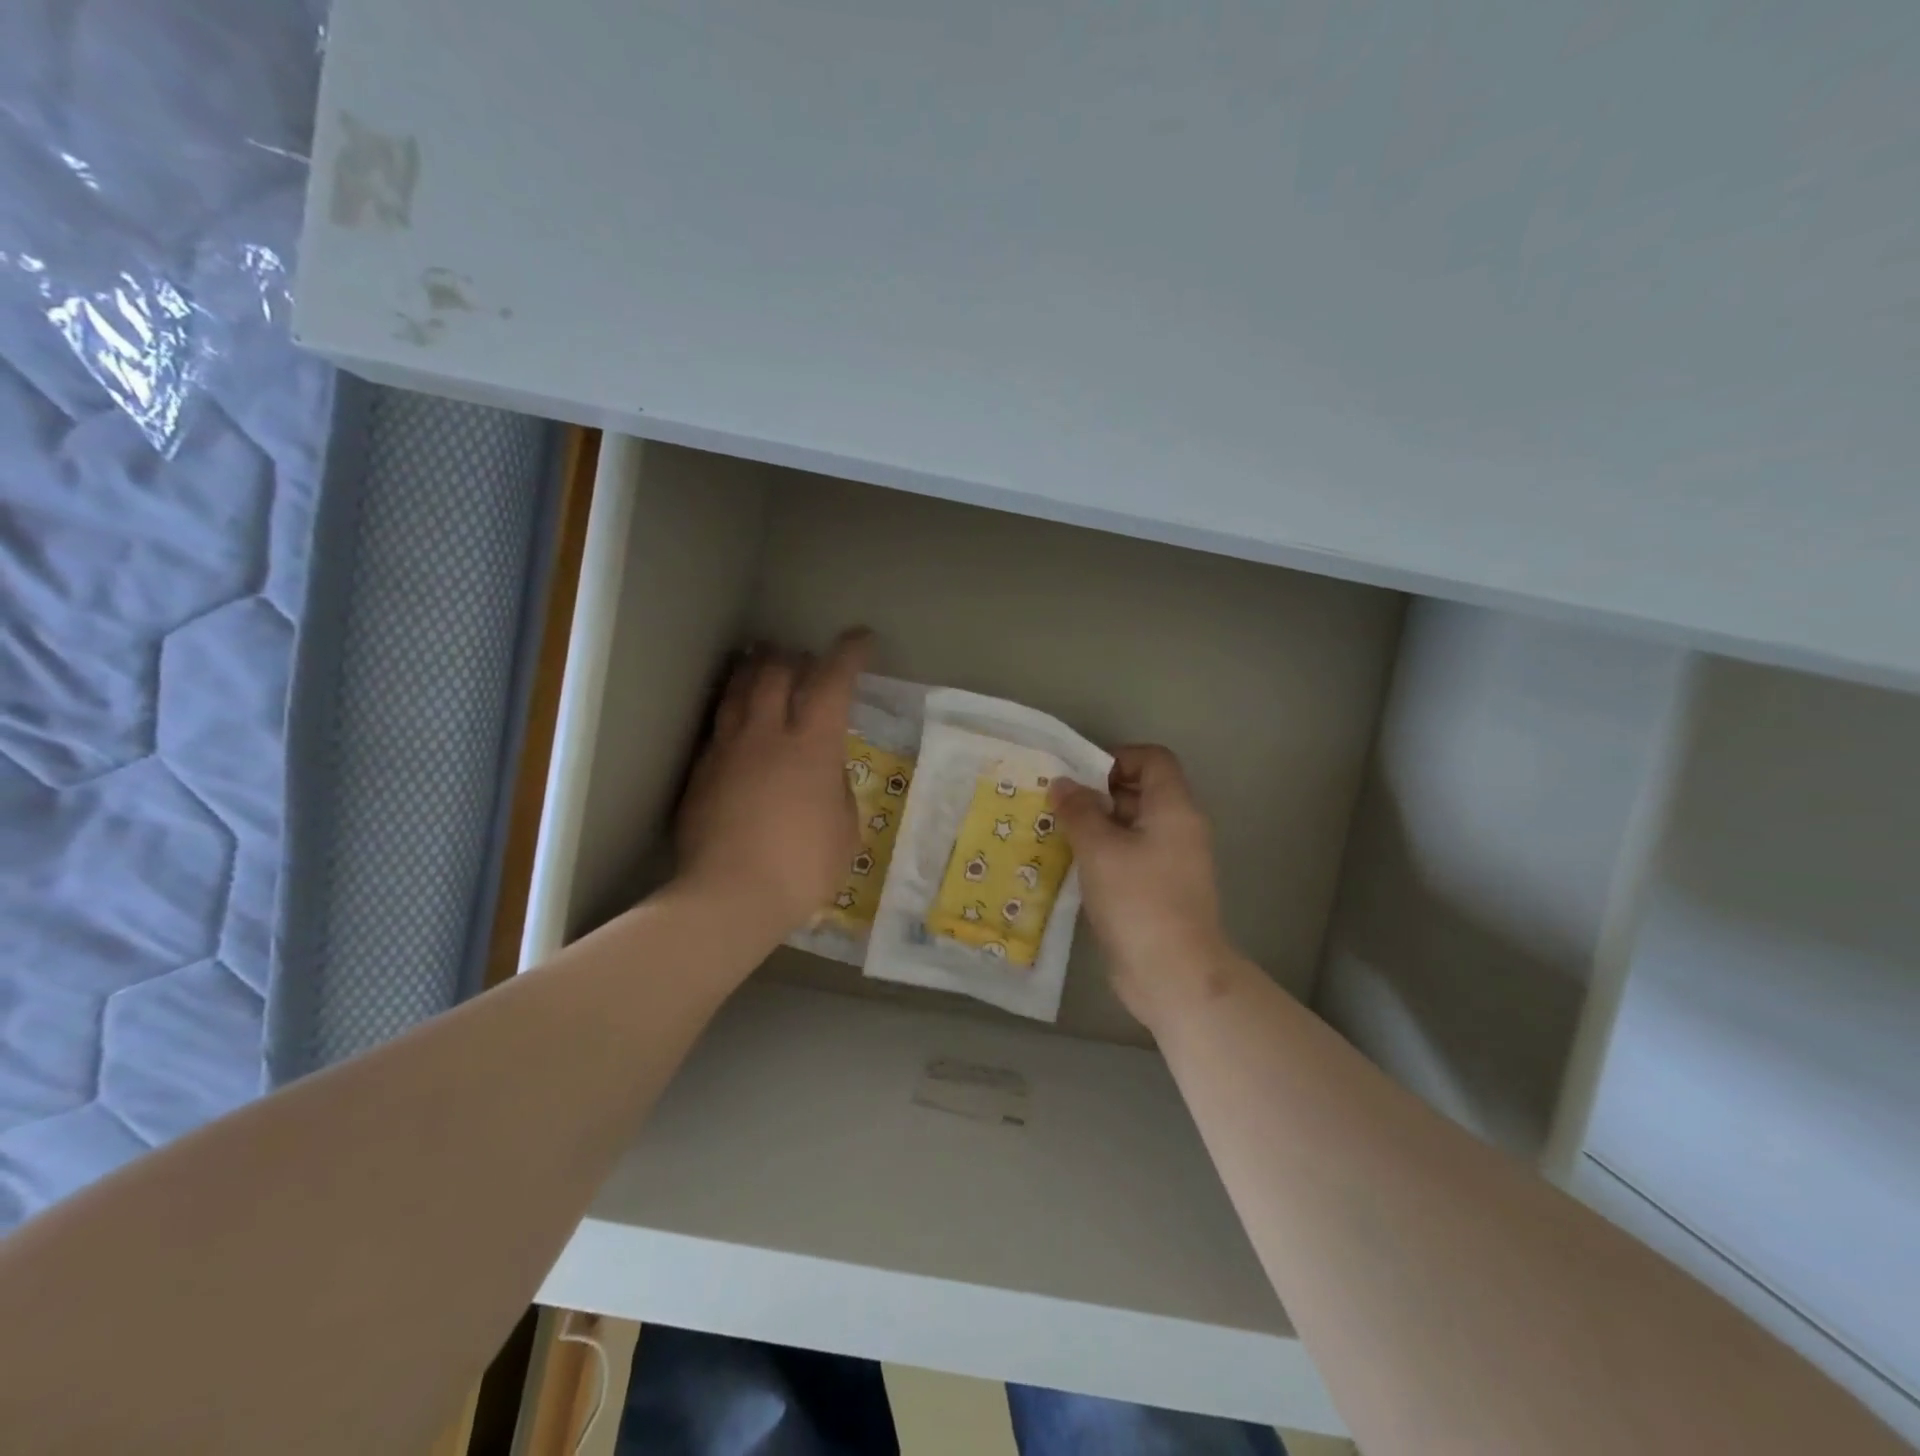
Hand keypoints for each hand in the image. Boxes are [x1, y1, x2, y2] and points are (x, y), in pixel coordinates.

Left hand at [675, 630, 870, 945]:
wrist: (730, 896)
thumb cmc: (802, 867)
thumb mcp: (845, 829)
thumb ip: (836, 788)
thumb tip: (825, 770)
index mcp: (812, 746)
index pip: (832, 681)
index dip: (849, 654)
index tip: (861, 640)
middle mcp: (767, 734)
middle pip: (776, 671)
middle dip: (796, 656)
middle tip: (807, 661)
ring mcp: (728, 748)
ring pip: (739, 688)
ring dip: (757, 670)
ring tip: (766, 664)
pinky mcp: (701, 769)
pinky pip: (719, 723)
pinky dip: (734, 707)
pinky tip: (738, 715)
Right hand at [1049, 745, 1244, 1031]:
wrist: (1173, 974)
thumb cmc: (1138, 899)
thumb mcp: (1099, 848)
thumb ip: (1078, 810)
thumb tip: (1063, 784)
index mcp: (1174, 808)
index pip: (1153, 759)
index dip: (1116, 758)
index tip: (1079, 777)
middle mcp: (1180, 828)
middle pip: (1141, 791)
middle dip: (1099, 792)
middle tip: (1058, 805)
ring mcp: (1173, 862)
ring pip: (1133, 826)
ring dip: (1098, 825)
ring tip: (1057, 833)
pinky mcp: (1161, 890)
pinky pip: (1132, 856)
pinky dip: (1105, 853)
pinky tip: (1074, 866)